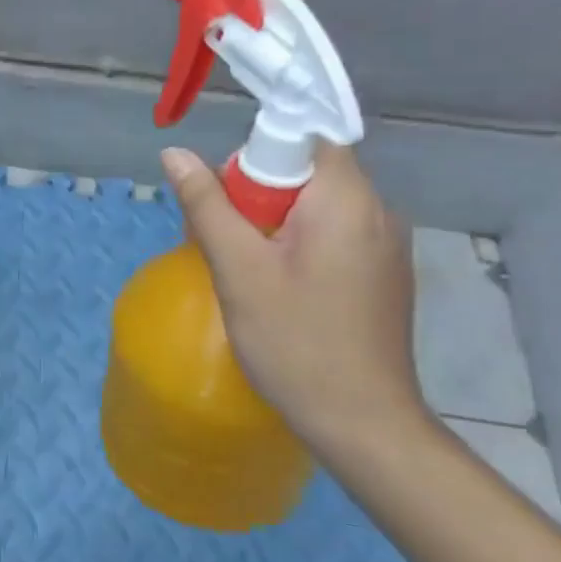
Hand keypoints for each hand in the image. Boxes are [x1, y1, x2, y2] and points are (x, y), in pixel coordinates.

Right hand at [160, 141, 423, 449]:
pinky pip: (332, 236)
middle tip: (227, 245)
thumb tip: (174, 154)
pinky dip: (297, 247)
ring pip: (316, 206)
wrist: (362, 424)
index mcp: (347, 199)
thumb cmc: (295, 341)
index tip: (229, 202)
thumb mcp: (238, 269)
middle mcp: (378, 211)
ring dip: (273, 224)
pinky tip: (278, 290)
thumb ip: (206, 204)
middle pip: (307, 172)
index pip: (303, 138)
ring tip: (247, 272)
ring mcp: (385, 245)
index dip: (257, 158)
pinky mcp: (382, 274)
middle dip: (257, 197)